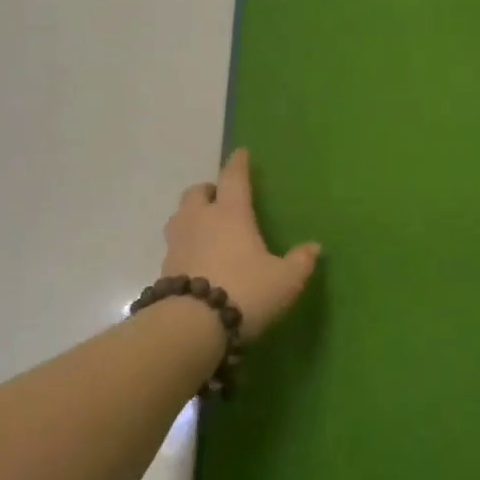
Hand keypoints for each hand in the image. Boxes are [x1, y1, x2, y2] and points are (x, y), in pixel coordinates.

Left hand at [161, 149, 319, 340]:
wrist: (192, 325)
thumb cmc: (245, 291)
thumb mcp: (284, 280)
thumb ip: (300, 262)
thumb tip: (315, 247)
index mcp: (231, 213)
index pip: (234, 178)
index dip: (238, 164)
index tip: (240, 153)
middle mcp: (200, 219)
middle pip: (197, 192)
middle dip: (209, 191)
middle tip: (220, 198)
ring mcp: (177, 242)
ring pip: (180, 216)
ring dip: (192, 216)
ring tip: (206, 228)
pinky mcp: (164, 267)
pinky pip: (175, 245)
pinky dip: (185, 245)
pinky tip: (196, 260)